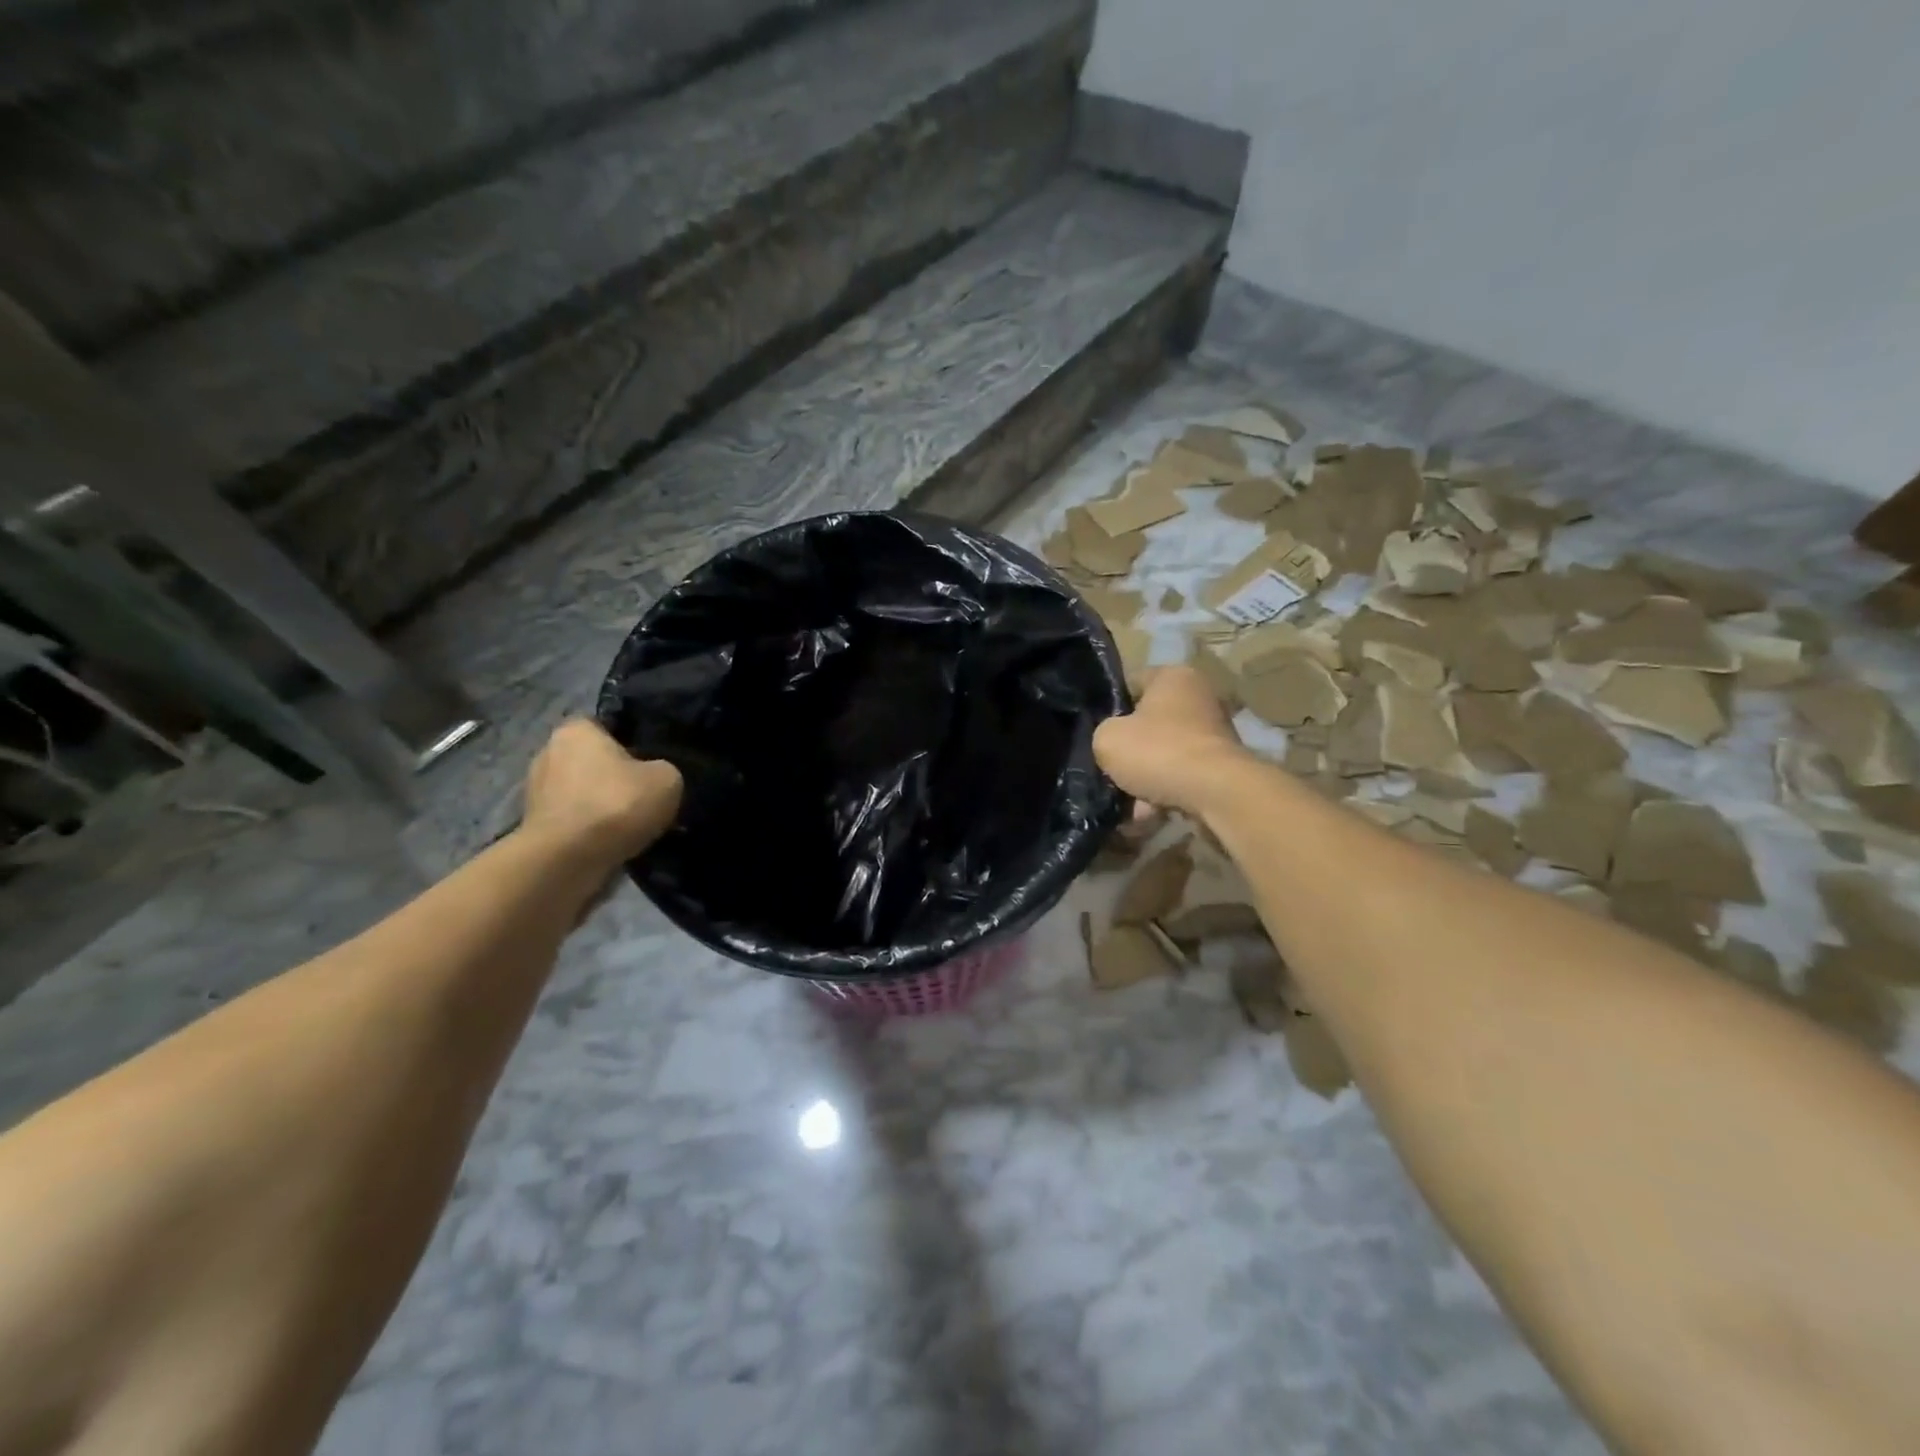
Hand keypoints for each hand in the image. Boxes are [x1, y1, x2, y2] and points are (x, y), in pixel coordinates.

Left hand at [521, 719, 681, 868]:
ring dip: (603, 806)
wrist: (567, 861)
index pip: (607, 726)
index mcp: (576, 730)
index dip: (632, 743)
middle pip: (593, 760)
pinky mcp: (534, 826)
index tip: (651, 765)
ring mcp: (536, 791)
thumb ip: (664, 770)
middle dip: (615, 777)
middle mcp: (548, 752)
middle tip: (645, 796)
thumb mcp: (667, 779)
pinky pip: (574, 820)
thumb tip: (656, 778)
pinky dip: (591, 829)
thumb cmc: (616, 804)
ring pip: (583, 793)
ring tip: (632, 825)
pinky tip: (613, 842)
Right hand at [1093, 665, 1250, 816]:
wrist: (1216, 794)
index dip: (1109, 707)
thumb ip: (1102, 734)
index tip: (1096, 732)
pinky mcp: (1221, 767)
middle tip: (1110, 771)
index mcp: (1173, 677)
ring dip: (1144, 780)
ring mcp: (1214, 734)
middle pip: (1148, 724)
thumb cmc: (1158, 752)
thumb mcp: (1107, 738)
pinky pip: (1181, 777)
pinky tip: (1147, 817)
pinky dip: (1164, 795)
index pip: (1130, 684)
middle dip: (1129, 752)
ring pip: (1163, 755)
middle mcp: (1198, 698)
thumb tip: (1112, 743)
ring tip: (1127, 807)